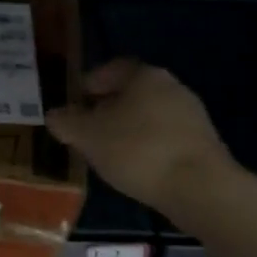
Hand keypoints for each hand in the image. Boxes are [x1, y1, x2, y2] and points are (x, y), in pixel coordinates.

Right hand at [45, 59, 236, 218]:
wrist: (199, 188)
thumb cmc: (137, 150)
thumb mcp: (88, 136)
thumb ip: (67, 122)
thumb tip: (54, 115)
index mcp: (145, 75)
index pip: (111, 69)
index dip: (88, 84)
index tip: (73, 104)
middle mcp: (172, 87)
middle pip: (131, 92)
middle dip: (106, 109)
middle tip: (85, 130)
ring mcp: (191, 115)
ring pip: (148, 116)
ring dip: (126, 130)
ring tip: (106, 153)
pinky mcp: (202, 144)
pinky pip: (163, 138)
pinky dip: (146, 147)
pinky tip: (134, 168)